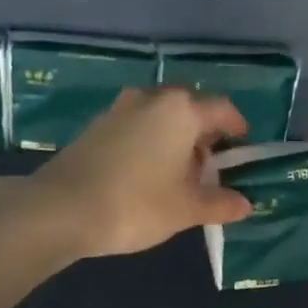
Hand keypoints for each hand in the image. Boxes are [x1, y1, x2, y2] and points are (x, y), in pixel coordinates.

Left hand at [29, 87, 252, 256]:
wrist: (62, 209)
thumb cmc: (137, 204)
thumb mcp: (186, 209)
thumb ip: (220, 203)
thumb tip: (245, 204)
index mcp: (181, 110)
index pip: (222, 109)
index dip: (238, 128)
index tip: (243, 147)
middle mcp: (151, 99)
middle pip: (189, 108)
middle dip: (205, 133)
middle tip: (212, 165)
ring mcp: (119, 109)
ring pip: (160, 116)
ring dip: (176, 138)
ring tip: (180, 173)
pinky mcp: (96, 126)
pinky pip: (137, 126)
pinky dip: (151, 142)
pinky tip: (148, 174)